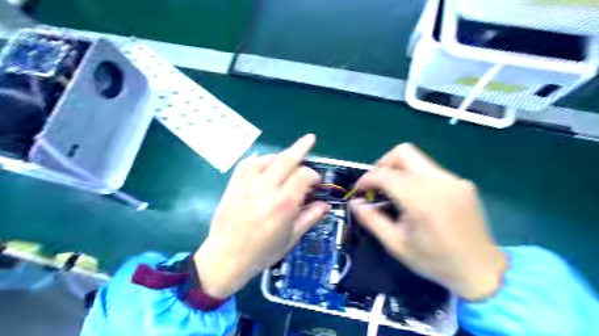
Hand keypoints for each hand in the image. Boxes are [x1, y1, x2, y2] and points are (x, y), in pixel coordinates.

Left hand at [194, 136, 326, 297]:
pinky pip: (245, 165)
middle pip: (286, 160)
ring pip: (266, 159)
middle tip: (310, 140)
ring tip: (286, 159)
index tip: (316, 183)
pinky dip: (256, 159)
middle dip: (301, 147)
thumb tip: (324, 205)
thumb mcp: (290, 239)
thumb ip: (309, 218)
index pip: (303, 175)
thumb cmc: (261, 253)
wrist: (224, 260)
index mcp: (283, 204)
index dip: (313, 175)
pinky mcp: (233, 186)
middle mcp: (265, 189)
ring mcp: (246, 185)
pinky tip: (262, 160)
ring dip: (279, 156)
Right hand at [349, 143, 506, 300]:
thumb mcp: (395, 244)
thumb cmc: (434, 261)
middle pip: (403, 152)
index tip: (359, 190)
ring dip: (399, 170)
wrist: (481, 270)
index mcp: (420, 199)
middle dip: (383, 164)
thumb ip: (371, 219)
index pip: (384, 174)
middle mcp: (438, 182)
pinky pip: (431, 170)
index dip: (366, 179)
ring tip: (394, 192)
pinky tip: (416, 199)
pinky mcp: (462, 183)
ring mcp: (453, 180)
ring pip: (417, 159)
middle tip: (377, 184)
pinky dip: (415, 178)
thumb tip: (354, 202)